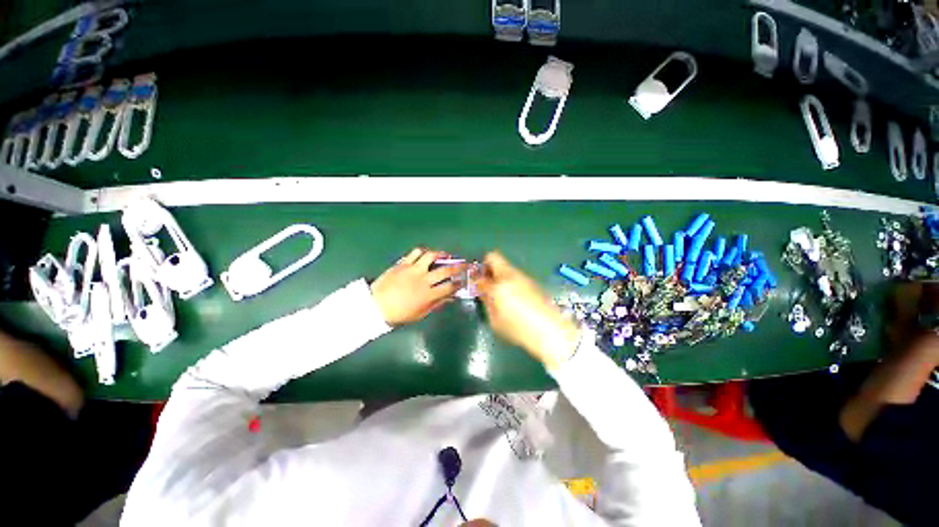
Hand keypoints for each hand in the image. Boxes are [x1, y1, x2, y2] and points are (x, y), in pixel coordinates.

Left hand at [370, 248, 465, 325]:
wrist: (375, 305)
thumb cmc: (399, 313)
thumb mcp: (420, 313)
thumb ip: (436, 304)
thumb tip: (450, 297)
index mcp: (428, 295)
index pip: (450, 286)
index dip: (460, 283)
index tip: (465, 280)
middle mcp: (423, 280)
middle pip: (445, 270)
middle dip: (458, 267)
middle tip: (463, 264)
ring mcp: (413, 270)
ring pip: (431, 256)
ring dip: (442, 254)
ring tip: (446, 255)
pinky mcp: (403, 263)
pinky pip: (416, 253)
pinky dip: (424, 252)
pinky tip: (427, 254)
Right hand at [475, 252, 580, 369]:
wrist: (551, 331)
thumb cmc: (518, 329)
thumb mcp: (495, 320)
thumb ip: (487, 302)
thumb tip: (483, 292)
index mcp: (499, 284)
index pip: (480, 275)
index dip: (475, 276)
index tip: (473, 282)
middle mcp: (511, 274)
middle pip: (494, 257)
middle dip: (486, 267)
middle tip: (483, 281)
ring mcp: (523, 276)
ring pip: (505, 266)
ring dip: (498, 273)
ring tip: (498, 290)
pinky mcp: (532, 281)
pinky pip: (514, 274)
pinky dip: (508, 279)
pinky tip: (512, 295)